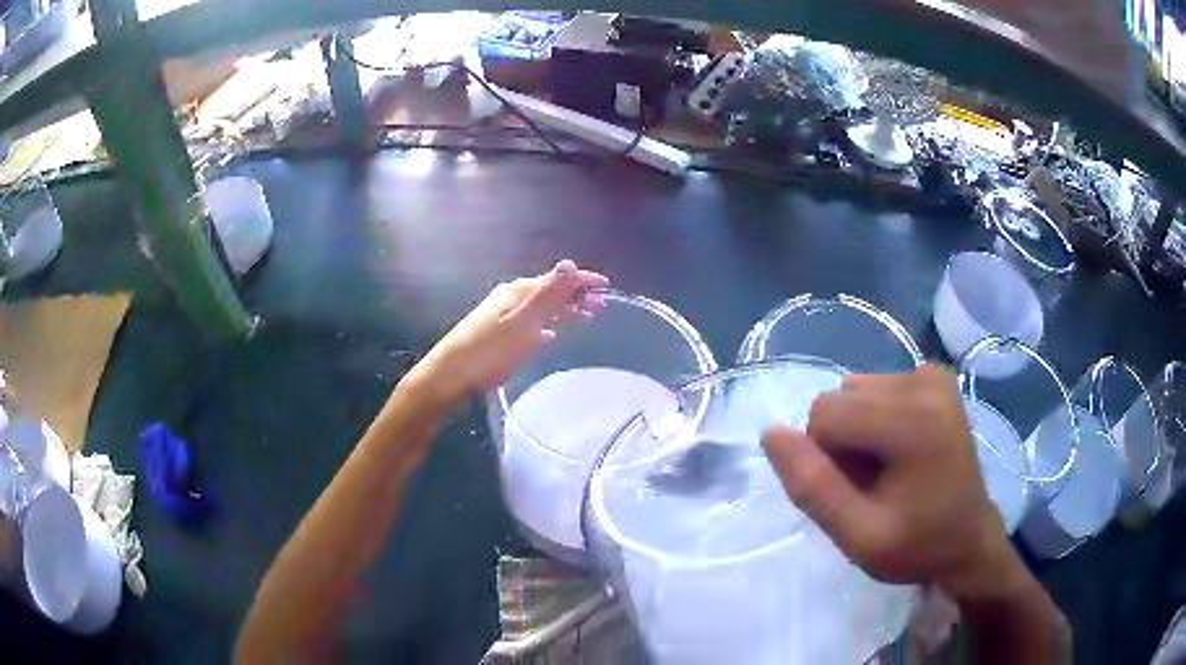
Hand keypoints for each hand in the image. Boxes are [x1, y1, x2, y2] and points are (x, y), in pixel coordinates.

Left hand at [410, 260, 608, 407]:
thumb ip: (548, 295)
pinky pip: (530, 322)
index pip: (558, 279)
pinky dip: (546, 324)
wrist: (448, 375)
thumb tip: (570, 263)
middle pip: (550, 291)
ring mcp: (502, 315)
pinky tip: (549, 335)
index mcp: (519, 291)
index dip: (583, 281)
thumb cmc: (488, 351)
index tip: (607, 286)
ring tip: (584, 317)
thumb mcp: (522, 323)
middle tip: (602, 306)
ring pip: (541, 307)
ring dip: (563, 309)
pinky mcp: (497, 333)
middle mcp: (511, 297)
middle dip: (576, 295)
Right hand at [761, 365, 1029, 603]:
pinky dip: (877, 418)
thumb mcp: (858, 536)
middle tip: (873, 485)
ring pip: (855, 391)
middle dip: (841, 444)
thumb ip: (813, 487)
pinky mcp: (937, 377)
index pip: (824, 415)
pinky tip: (902, 449)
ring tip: (889, 469)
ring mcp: (933, 376)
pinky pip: (878, 387)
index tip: (857, 493)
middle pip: (839, 399)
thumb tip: (772, 433)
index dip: (826, 460)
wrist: (969, 540)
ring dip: (858, 431)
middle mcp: (925, 383)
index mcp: (912, 421)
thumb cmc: (917, 546)